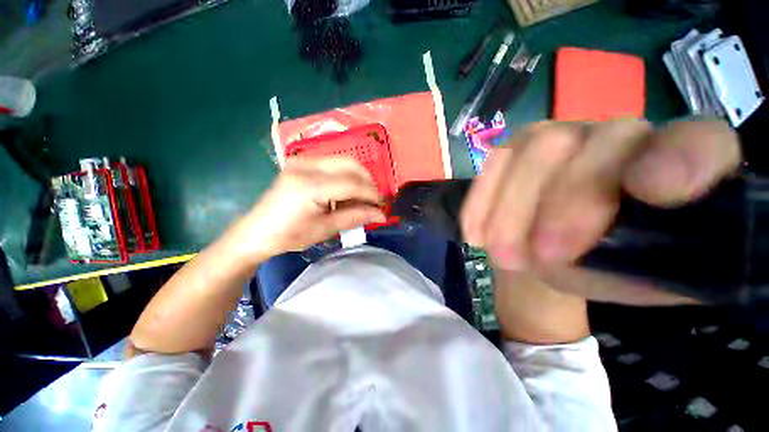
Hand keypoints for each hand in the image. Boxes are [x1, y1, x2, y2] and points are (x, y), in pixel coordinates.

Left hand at [233, 157, 385, 260]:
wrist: (257, 231)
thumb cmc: (290, 235)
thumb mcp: (326, 229)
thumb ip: (356, 217)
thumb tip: (381, 214)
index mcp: (310, 185)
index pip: (352, 184)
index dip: (371, 194)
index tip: (382, 206)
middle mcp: (306, 165)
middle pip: (351, 164)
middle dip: (368, 182)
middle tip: (373, 201)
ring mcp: (302, 160)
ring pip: (344, 161)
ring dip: (358, 178)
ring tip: (360, 199)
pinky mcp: (301, 162)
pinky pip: (333, 164)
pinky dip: (346, 176)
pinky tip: (345, 193)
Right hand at [461, 119, 740, 304]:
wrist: (555, 250)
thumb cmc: (607, 267)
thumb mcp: (641, 278)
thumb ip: (659, 266)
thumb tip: (656, 255)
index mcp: (674, 168)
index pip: (697, 144)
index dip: (680, 159)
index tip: (652, 193)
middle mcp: (616, 136)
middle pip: (582, 145)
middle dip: (556, 205)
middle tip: (536, 260)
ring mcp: (557, 136)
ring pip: (526, 150)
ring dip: (507, 210)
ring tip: (500, 256)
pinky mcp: (514, 150)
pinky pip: (491, 166)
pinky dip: (480, 204)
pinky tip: (476, 235)